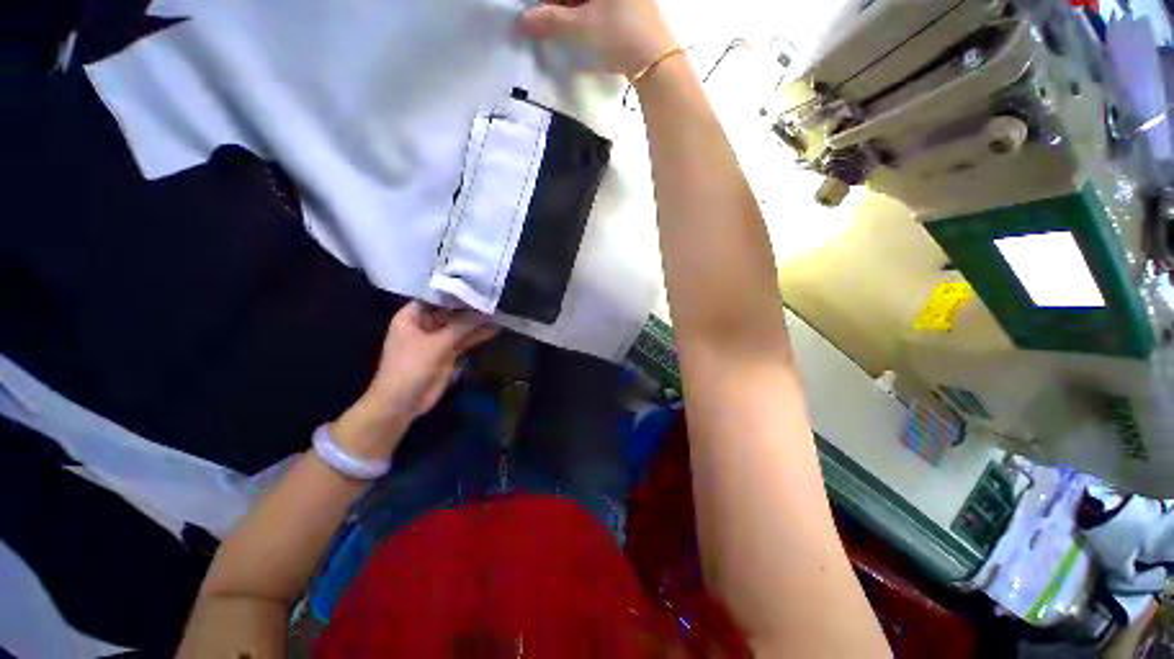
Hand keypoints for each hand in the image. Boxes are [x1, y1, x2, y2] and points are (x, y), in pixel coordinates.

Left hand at [332, 301, 497, 458]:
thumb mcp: (437, 344)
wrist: (402, 402)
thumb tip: (485, 313)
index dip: (456, 291)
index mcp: (412, 316)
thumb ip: (462, 326)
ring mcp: (437, 339)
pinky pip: (463, 340)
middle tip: (493, 298)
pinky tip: (494, 329)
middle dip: (471, 307)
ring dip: (477, 322)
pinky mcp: (447, 353)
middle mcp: (425, 324)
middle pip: (451, 311)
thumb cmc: (411, 367)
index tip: (477, 283)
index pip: (436, 297)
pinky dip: (476, 336)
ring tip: (499, 312)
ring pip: (459, 327)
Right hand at [519, 0, 676, 78]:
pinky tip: (582, 25)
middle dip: (560, 4)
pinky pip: (603, 5)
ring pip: (589, 0)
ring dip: (572, 8)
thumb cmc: (619, 35)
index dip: (549, 2)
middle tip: (547, 19)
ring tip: (562, 25)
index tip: (539, 12)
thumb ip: (551, 20)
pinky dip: (588, 11)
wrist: (656, 60)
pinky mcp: (633, 5)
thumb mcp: (581, 27)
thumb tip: (524, 21)